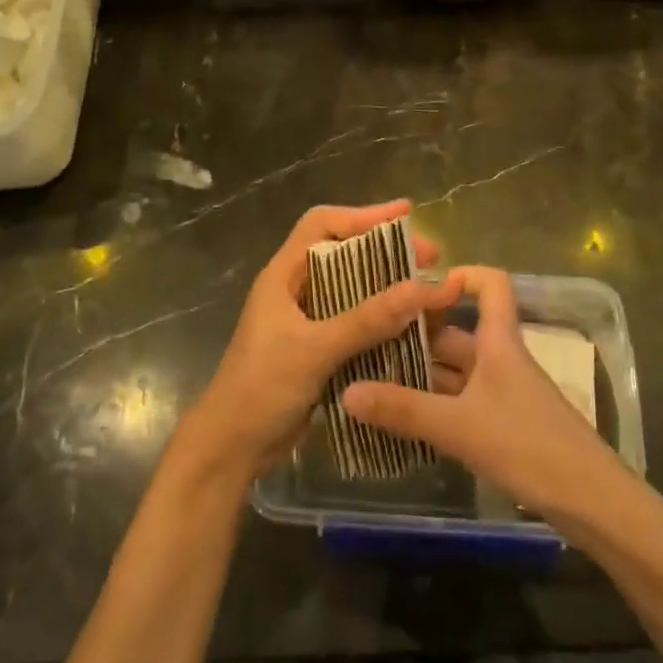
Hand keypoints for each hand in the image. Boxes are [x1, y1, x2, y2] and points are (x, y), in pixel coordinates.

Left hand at [181, 200, 460, 482]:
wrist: (232, 448)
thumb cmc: (261, 388)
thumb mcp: (314, 349)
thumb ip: (366, 320)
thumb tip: (423, 288)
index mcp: (284, 275)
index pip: (322, 224)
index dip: (363, 214)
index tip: (406, 214)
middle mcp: (295, 290)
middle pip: (344, 254)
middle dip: (387, 252)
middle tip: (430, 256)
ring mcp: (306, 321)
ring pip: (353, 290)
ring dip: (388, 286)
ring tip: (428, 289)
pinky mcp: (316, 349)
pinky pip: (355, 323)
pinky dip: (382, 320)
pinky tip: (412, 328)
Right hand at [342, 265, 620, 526]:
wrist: (591, 501)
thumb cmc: (528, 445)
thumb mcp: (459, 427)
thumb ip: (403, 410)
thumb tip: (346, 390)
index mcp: (499, 343)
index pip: (491, 284)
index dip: (460, 275)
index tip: (419, 286)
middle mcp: (502, 360)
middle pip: (459, 332)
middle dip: (418, 334)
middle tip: (369, 340)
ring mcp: (504, 394)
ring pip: (458, 371)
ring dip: (422, 373)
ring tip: (374, 377)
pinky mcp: (505, 425)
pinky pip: (463, 401)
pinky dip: (435, 404)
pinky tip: (404, 418)